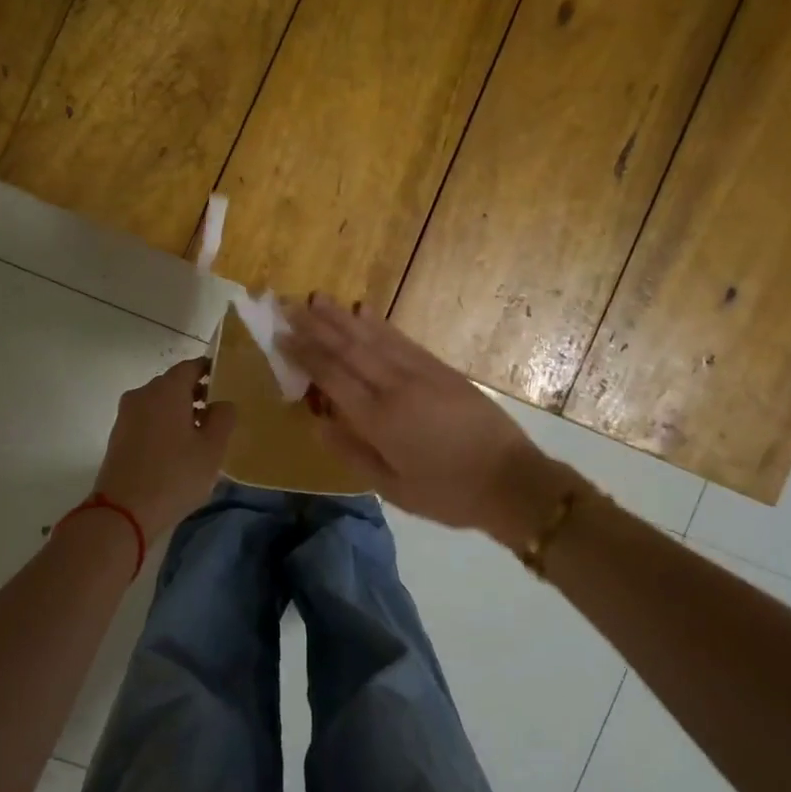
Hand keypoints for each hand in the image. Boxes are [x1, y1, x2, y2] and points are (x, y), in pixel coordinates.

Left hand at [93, 358, 236, 539]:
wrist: (122, 512)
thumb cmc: (174, 475)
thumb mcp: (212, 448)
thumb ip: (223, 418)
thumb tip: (221, 403)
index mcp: (167, 389)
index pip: (191, 366)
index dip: (210, 370)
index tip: (226, 382)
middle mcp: (143, 394)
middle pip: (173, 383)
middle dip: (195, 392)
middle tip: (217, 412)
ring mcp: (126, 415)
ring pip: (159, 402)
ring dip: (179, 411)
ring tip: (199, 435)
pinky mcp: (118, 436)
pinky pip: (147, 419)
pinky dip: (163, 424)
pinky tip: (176, 449)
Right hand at [279, 296, 554, 542]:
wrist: (510, 480)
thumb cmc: (447, 493)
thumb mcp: (393, 488)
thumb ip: (352, 452)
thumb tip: (316, 421)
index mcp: (379, 419)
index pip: (332, 376)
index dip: (304, 354)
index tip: (281, 335)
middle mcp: (395, 387)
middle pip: (348, 348)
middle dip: (317, 325)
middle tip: (290, 304)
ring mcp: (420, 373)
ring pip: (373, 338)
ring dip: (343, 317)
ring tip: (319, 298)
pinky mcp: (440, 369)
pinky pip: (402, 340)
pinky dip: (380, 325)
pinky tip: (365, 312)